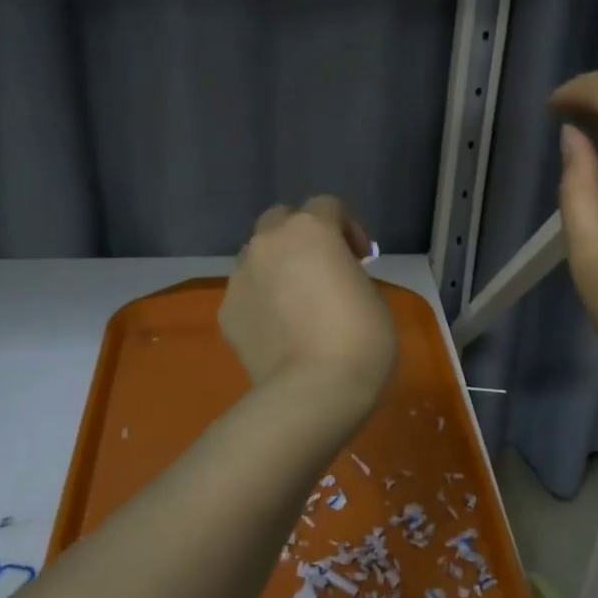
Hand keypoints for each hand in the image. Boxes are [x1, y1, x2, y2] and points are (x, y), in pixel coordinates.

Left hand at [220, 197, 396, 421]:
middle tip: (321, 269)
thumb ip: (347, 272)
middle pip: (281, 219)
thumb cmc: (360, 338)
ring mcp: (241, 276)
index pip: (327, 206)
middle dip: (300, 236)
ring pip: (257, 256)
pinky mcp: (226, 311)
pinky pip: (246, 293)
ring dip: (277, 267)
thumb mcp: (371, 294)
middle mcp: (268, 243)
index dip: (347, 228)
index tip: (361, 259)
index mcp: (311, 230)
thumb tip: (331, 278)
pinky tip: (278, 332)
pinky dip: (261, 301)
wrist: (313, 392)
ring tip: (295, 304)